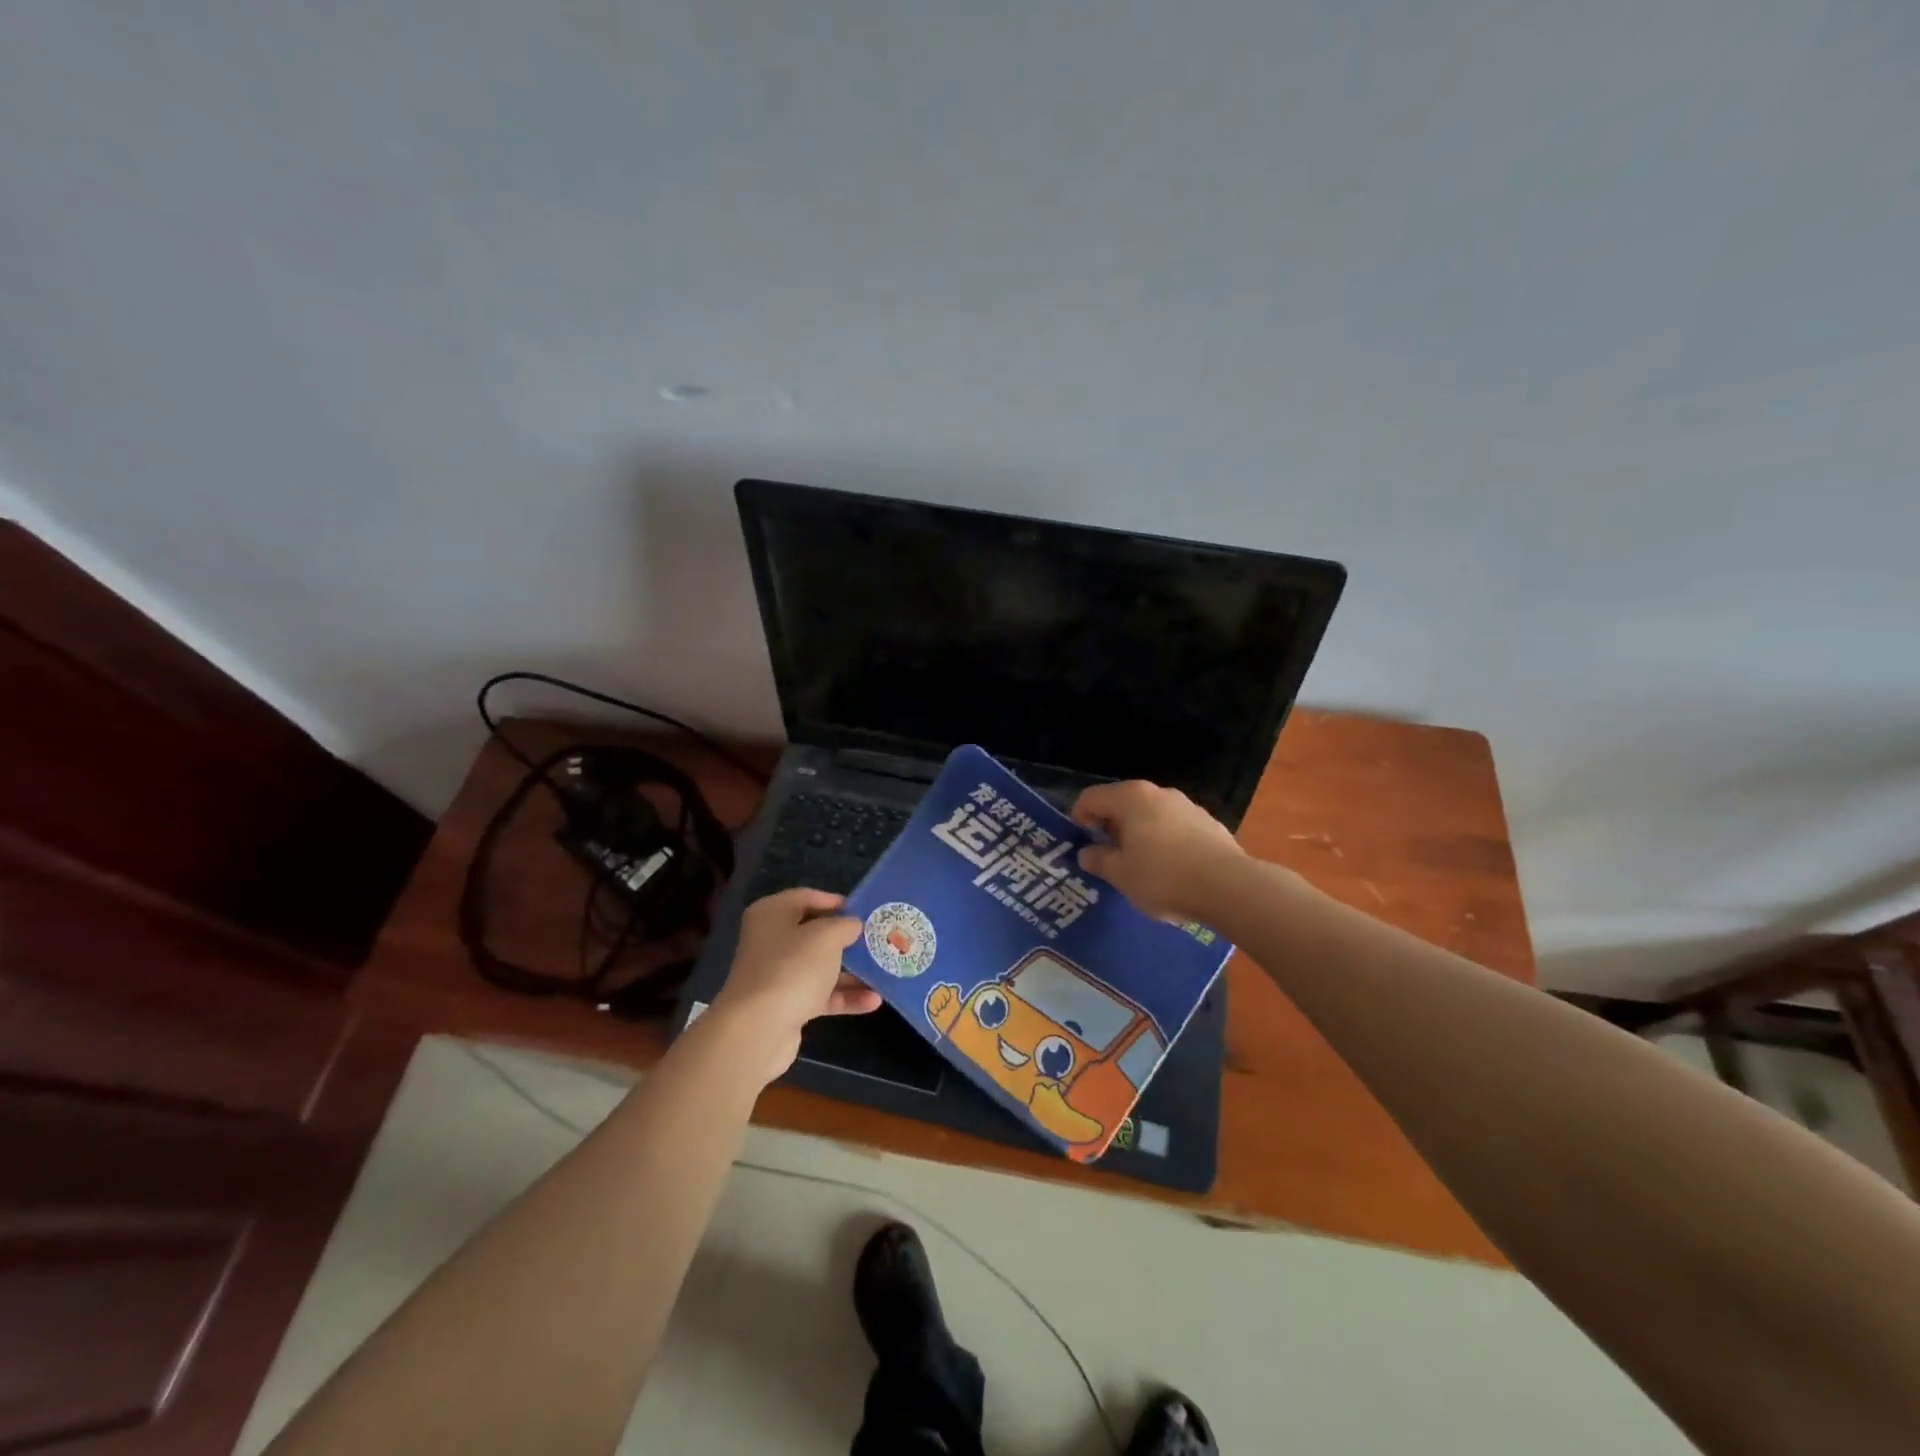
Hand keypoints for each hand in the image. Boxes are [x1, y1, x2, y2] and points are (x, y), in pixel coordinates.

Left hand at [709, 889, 881, 1084]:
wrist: (758, 1030)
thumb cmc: (792, 968)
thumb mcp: (826, 937)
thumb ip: (845, 925)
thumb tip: (853, 925)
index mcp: (772, 914)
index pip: (807, 897)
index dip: (836, 902)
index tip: (864, 911)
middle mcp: (771, 940)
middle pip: (815, 933)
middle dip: (847, 939)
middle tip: (878, 940)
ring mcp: (777, 974)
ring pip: (820, 966)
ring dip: (851, 971)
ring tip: (883, 971)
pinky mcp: (786, 1004)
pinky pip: (820, 994)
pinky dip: (844, 996)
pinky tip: (873, 1001)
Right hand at [1070, 780, 1244, 921]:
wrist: (1229, 886)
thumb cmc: (1163, 877)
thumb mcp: (1120, 875)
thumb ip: (1098, 860)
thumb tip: (1086, 853)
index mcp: (1130, 798)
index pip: (1091, 797)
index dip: (1079, 818)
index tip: (1081, 844)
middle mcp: (1157, 793)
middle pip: (1122, 803)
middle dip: (1110, 827)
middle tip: (1107, 857)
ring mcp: (1186, 805)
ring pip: (1150, 815)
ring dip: (1138, 834)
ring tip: (1139, 866)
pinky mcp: (1208, 822)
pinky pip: (1173, 827)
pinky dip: (1163, 841)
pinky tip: (1170, 869)